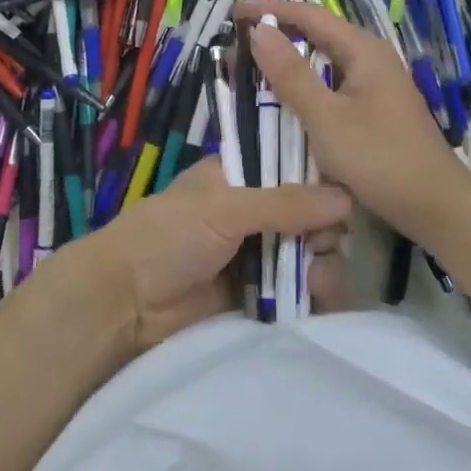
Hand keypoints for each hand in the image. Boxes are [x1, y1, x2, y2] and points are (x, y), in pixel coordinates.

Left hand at [70, 157, 350, 352]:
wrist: (124, 304)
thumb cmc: (169, 235)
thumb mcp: (226, 208)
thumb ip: (285, 203)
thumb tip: (346, 198)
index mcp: (239, 177)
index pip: (290, 166)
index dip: (319, 177)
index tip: (345, 191)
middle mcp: (251, 212)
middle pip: (306, 213)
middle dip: (324, 228)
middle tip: (328, 242)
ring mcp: (254, 255)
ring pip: (305, 253)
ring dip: (321, 263)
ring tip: (319, 278)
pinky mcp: (255, 296)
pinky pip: (295, 291)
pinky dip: (311, 294)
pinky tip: (318, 298)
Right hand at [237, 0, 470, 244]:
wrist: (437, 206)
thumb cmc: (379, 158)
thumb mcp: (326, 118)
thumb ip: (291, 74)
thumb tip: (260, 30)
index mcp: (363, 50)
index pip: (309, 15)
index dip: (270, 9)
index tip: (234, 12)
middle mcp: (372, 57)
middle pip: (319, 32)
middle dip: (280, 30)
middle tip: (240, 37)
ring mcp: (378, 83)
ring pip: (327, 59)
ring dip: (293, 57)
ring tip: (257, 61)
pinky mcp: (378, 107)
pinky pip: (335, 81)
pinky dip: (308, 81)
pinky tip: (291, 96)